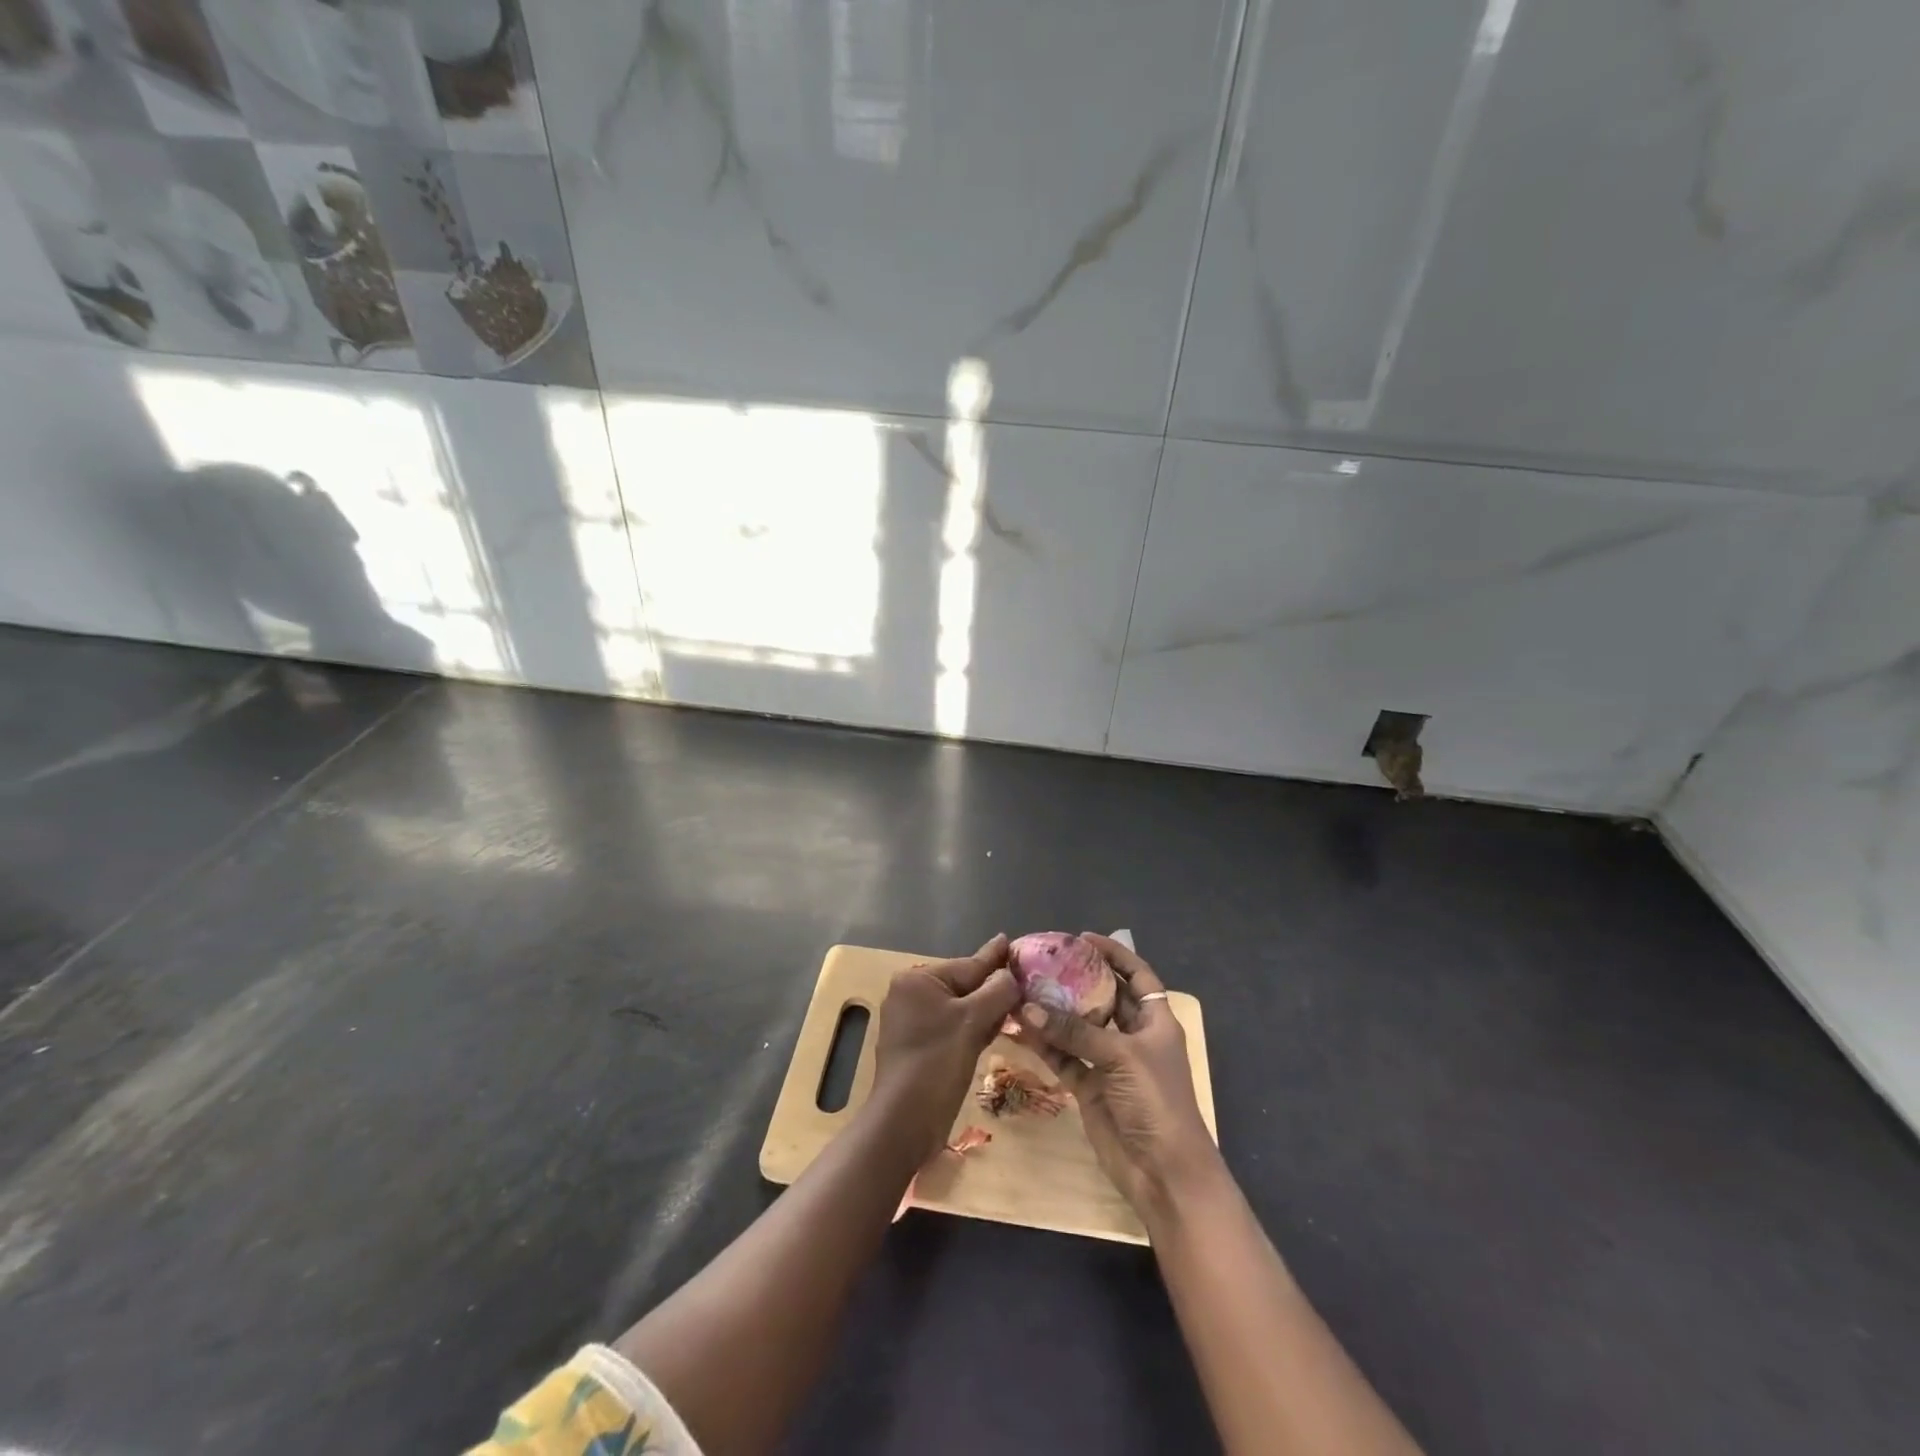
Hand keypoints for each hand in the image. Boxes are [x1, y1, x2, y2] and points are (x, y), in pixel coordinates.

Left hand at [870, 934, 1021, 1162]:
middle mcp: (910, 995)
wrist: (904, 1122)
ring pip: (960, 1009)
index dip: (995, 959)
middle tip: (1026, 980)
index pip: (967, 965)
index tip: (1011, 942)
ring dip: (987, 1010)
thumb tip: (1012, 975)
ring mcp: (912, 1023)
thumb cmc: (937, 1062)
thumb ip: (997, 992)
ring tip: (1018, 1003)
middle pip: (964, 986)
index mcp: (917, 980)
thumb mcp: (972, 1021)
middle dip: (993, 988)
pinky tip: (996, 1029)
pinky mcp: (920, 1047)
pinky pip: (953, 1028)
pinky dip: (974, 1028)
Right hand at [1014, 933, 1219, 1214]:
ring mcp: (1110, 1063)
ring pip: (1078, 1028)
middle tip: (1043, 961)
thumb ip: (1074, 1031)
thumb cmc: (1156, 1101)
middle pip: (1103, 998)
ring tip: (1023, 988)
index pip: (1137, 976)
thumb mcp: (1121, 1056)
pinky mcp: (1090, 1087)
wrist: (1164, 1173)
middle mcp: (1132, 1036)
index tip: (1084, 937)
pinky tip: (1021, 1027)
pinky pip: (1064, 1057)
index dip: (1115, 954)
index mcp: (1155, 1021)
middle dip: (1076, 980)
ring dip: (1054, 1012)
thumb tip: (1027, 1007)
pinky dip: (1045, 1044)